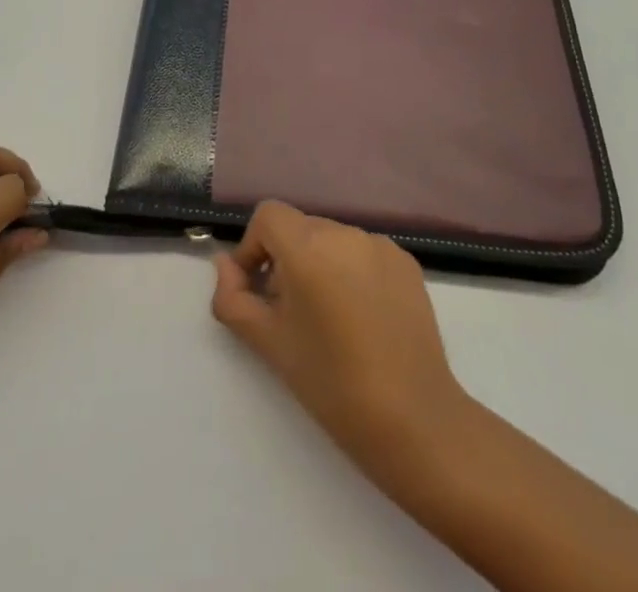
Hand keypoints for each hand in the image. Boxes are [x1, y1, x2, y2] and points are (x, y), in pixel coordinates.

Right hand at [211, 202, 470, 470]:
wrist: (414, 421)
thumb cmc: (331, 384)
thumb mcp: (269, 344)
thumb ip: (234, 299)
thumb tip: (223, 265)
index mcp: (308, 247)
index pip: (268, 215)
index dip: (254, 247)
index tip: (258, 291)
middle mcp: (344, 233)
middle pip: (300, 228)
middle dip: (286, 260)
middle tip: (291, 315)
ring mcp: (380, 245)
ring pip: (332, 241)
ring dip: (320, 266)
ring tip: (330, 320)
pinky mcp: (407, 262)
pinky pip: (364, 254)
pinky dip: (352, 273)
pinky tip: (363, 319)